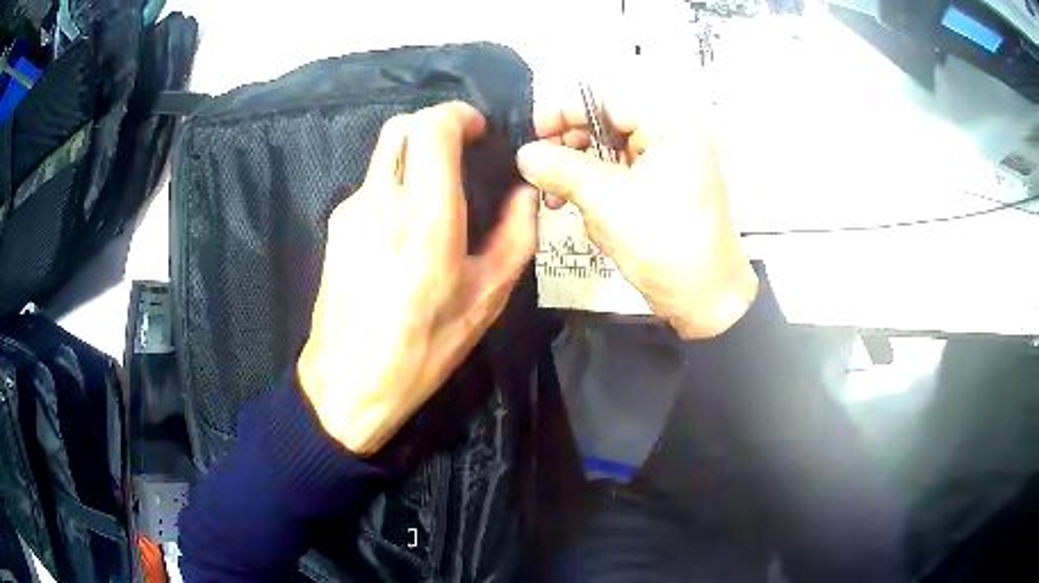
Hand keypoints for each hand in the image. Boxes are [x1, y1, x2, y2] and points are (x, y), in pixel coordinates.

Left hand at [298, 102, 537, 454]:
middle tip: (462, 156)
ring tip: (438, 200)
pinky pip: (372, 187)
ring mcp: (350, 211)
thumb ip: (515, 236)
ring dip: (414, 159)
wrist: (347, 385)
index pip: (431, 127)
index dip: (458, 116)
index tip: (479, 133)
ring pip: (384, 155)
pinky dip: (395, 187)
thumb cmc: (423, 349)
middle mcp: (380, 200)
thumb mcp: (486, 299)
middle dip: (435, 127)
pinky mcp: (335, 228)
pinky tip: (407, 232)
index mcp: (425, 216)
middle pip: (401, 127)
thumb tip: (525, 195)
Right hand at [516, 97, 757, 339]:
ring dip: (580, 176)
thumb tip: (524, 154)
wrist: (706, 303)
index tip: (532, 132)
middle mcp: (672, 136)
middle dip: (571, 149)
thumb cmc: (668, 246)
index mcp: (672, 126)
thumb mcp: (609, 202)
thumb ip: (562, 170)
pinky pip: (619, 177)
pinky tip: (585, 214)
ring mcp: (667, 164)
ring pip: (608, 153)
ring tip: (558, 202)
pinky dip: (597, 193)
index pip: (608, 100)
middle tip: (539, 172)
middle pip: (606, 124)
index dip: (565, 111)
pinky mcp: (660, 189)